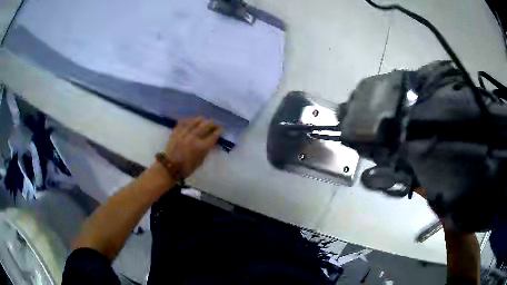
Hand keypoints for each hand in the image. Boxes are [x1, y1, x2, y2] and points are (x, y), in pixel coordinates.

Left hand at [165, 117, 222, 178]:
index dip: (218, 131)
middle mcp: (194, 138)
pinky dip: (187, 121)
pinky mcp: (176, 132)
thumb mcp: (200, 161)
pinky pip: (182, 123)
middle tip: (213, 122)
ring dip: (199, 120)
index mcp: (201, 147)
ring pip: (194, 123)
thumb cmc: (187, 167)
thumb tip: (209, 143)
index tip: (220, 128)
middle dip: (210, 123)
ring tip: (202, 119)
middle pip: (204, 127)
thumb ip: (205, 150)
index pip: (213, 136)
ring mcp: (184, 134)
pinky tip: (189, 121)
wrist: (170, 167)